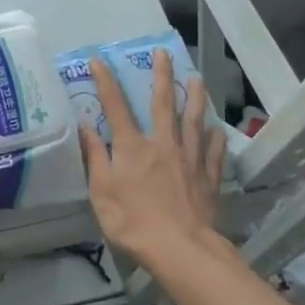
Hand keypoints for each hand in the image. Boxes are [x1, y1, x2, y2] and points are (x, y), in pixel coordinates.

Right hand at [80, 49, 226, 274]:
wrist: (182, 251)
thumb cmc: (134, 222)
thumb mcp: (102, 193)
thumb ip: (95, 158)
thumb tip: (86, 127)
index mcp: (132, 147)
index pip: (115, 106)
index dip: (105, 82)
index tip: (98, 60)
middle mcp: (162, 144)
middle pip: (163, 103)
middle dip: (161, 76)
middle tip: (163, 53)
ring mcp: (189, 160)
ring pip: (193, 122)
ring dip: (194, 98)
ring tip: (197, 79)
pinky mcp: (208, 179)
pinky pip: (213, 154)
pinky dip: (216, 140)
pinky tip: (218, 130)